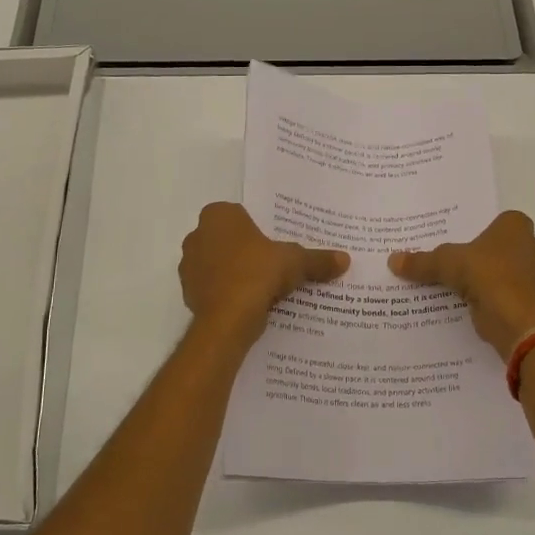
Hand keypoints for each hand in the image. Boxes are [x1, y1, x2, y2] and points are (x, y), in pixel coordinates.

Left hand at [180, 202, 348, 341]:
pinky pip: (214, 288)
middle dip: (247, 250)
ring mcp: (189, 266)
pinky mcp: (189, 293)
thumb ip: (317, 259)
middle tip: (274, 263)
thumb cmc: (257, 273)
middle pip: (229, 240)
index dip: (259, 229)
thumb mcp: (295, 262)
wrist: (227, 320)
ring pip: (220, 265)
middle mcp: (197, 235)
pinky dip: (229, 294)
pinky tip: (250, 304)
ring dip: (237, 273)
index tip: (276, 243)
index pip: (241, 214)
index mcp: (218, 216)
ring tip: (265, 287)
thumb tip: (345, 259)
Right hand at [389, 210, 534, 361]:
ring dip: (485, 278)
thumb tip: (392, 260)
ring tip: (455, 284)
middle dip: (480, 255)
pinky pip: (504, 294)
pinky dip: (490, 298)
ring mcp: (534, 276)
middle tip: (452, 261)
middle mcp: (531, 247)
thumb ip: (421, 261)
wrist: (515, 319)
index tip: (459, 239)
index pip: (495, 221)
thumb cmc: (486, 274)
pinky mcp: (530, 301)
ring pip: (503, 272)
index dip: (478, 229)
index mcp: (516, 226)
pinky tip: (467, 304)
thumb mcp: (445, 262)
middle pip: (499, 247)